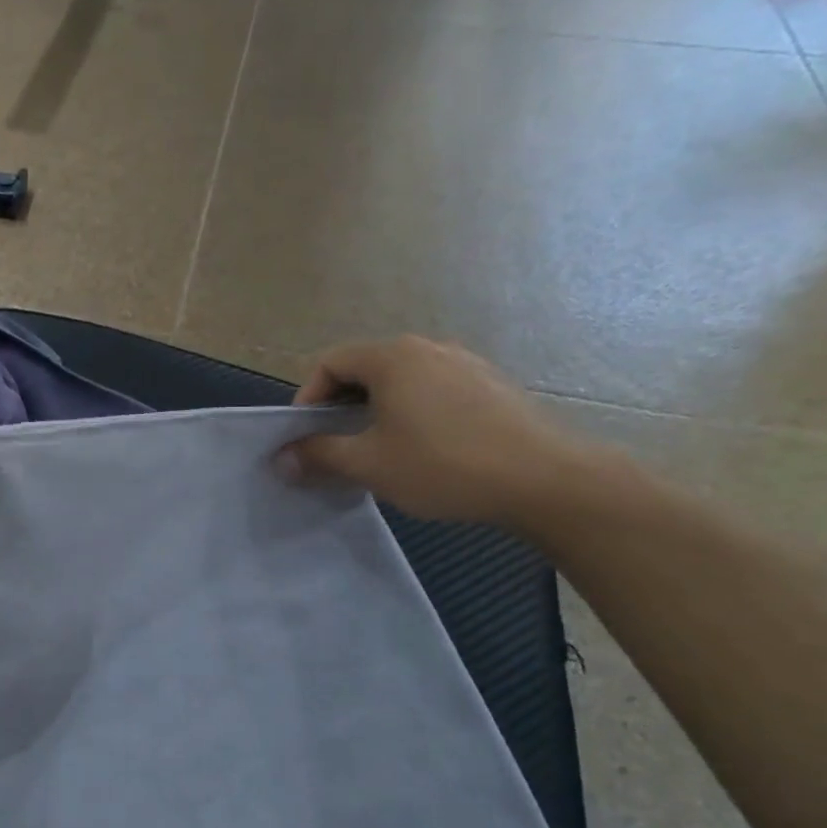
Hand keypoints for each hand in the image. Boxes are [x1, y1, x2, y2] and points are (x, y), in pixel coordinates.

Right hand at [288, 336, 602, 530]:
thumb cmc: (443, 465)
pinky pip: (432, 389)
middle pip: (364, 368)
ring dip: (374, 409)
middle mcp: (427, 347)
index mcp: (392, 357)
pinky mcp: (489, 384)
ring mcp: (464, 363)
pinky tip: (421, 447)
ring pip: (400, 380)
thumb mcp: (369, 464)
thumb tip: (282, 459)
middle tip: (333, 445)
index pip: (330, 363)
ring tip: (374, 448)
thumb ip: (319, 455)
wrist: (545, 479)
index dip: (307, 399)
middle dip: (338, 405)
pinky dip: (410, 411)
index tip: (305, 437)